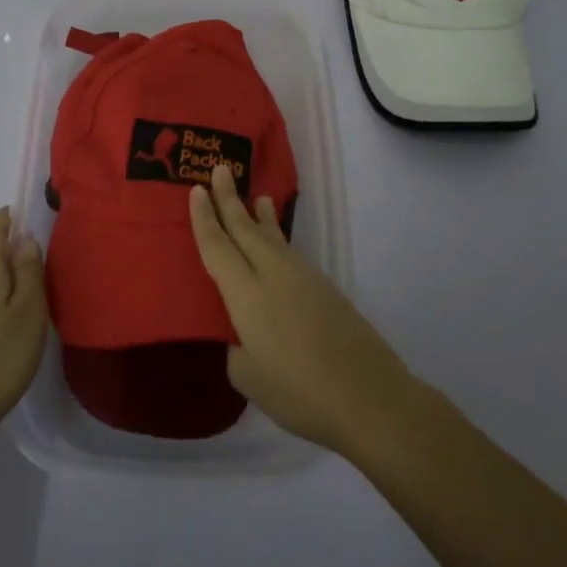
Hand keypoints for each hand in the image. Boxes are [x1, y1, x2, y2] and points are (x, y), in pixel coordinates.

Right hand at [188, 164, 414, 457]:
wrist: (370, 398)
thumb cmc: (299, 392)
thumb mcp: (249, 377)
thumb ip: (238, 348)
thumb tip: (244, 336)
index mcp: (247, 294)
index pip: (217, 246)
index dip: (204, 218)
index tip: (196, 189)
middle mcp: (273, 275)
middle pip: (246, 229)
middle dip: (230, 198)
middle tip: (220, 169)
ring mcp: (304, 279)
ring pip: (274, 238)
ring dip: (261, 216)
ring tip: (258, 196)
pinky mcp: (326, 290)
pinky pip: (291, 255)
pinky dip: (279, 240)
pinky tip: (279, 247)